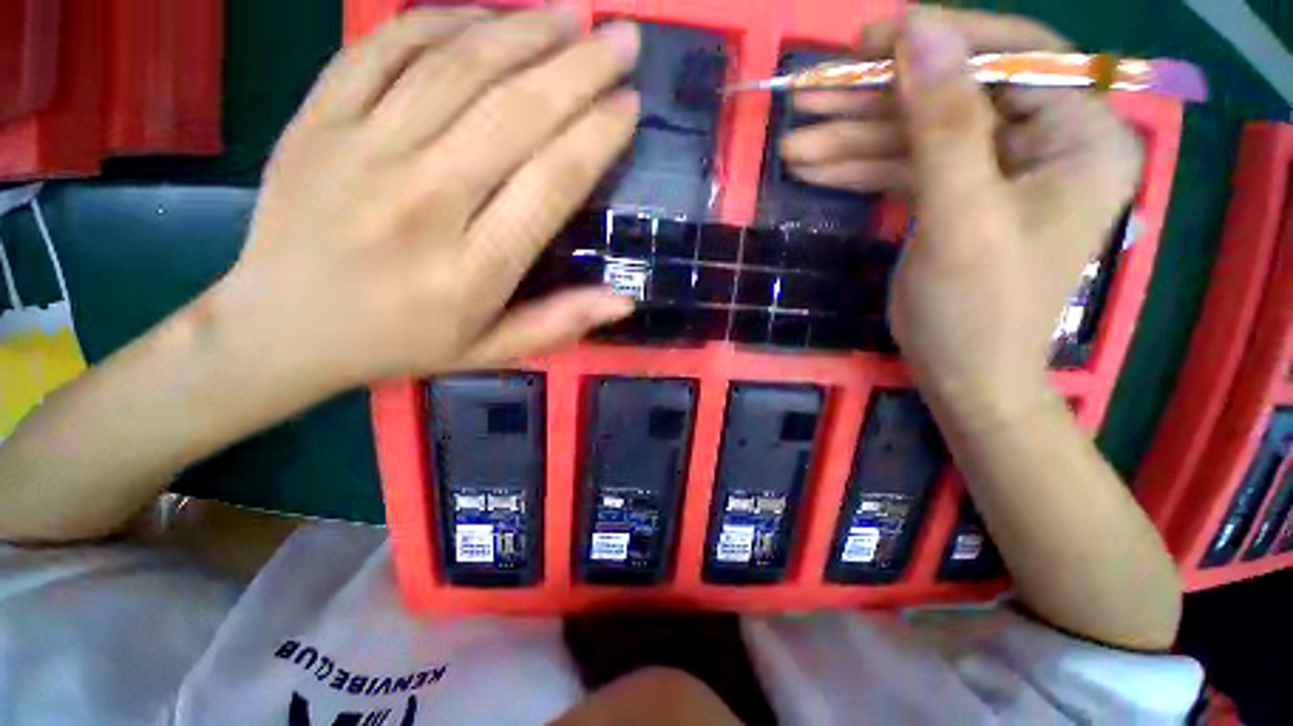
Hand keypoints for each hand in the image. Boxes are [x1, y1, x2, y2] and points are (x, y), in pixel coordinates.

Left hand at [210, 6, 640, 395]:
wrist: (280, 327)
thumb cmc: (399, 342)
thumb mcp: (489, 350)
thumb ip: (558, 324)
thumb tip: (626, 301)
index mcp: (472, 268)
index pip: (551, 182)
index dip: (597, 136)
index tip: (629, 106)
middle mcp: (424, 200)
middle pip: (514, 113)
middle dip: (579, 68)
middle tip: (622, 39)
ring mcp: (362, 149)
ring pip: (457, 66)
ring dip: (525, 30)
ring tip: (573, 13)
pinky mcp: (318, 119)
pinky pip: (386, 47)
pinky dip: (443, 19)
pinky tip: (486, 15)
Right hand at [786, 10, 1139, 418]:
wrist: (964, 374)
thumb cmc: (977, 309)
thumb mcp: (962, 218)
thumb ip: (944, 125)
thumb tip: (918, 31)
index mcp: (1081, 137)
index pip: (1015, 56)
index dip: (940, 39)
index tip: (868, 39)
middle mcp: (1046, 141)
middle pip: (953, 95)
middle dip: (874, 99)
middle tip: (807, 96)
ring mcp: (997, 169)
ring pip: (918, 134)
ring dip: (852, 139)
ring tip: (793, 144)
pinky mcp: (957, 196)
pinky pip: (907, 167)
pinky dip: (859, 167)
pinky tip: (814, 167)